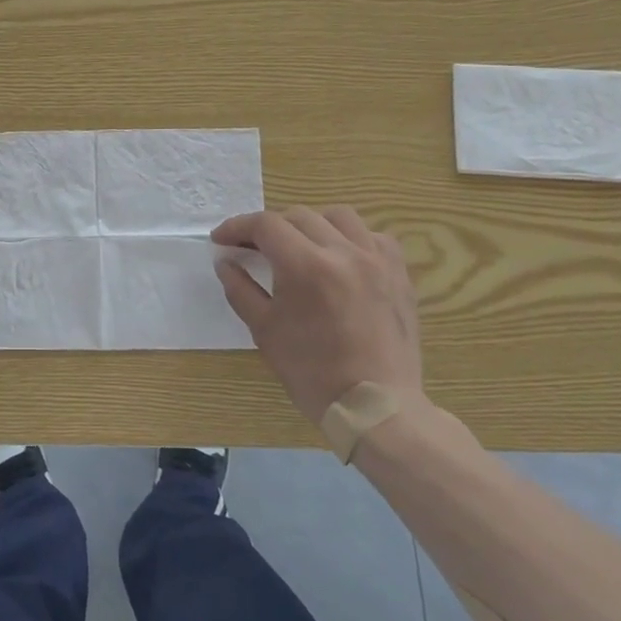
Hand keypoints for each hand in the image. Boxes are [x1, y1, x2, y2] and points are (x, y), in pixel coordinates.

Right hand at [212, 206, 425, 428]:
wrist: (375, 405)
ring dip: (310, 224)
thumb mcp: (264, 330)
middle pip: (298, 216)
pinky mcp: (398, 273)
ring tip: (298, 245)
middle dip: (268, 227)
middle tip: (251, 247)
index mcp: (306, 266)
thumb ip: (240, 288)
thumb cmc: (312, 371)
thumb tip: (225, 261)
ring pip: (338, 217)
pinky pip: (372, 236)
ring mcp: (376, 260)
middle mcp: (344, 252)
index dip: (237, 227)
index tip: (221, 240)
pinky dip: (349, 238)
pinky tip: (339, 258)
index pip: (265, 225)